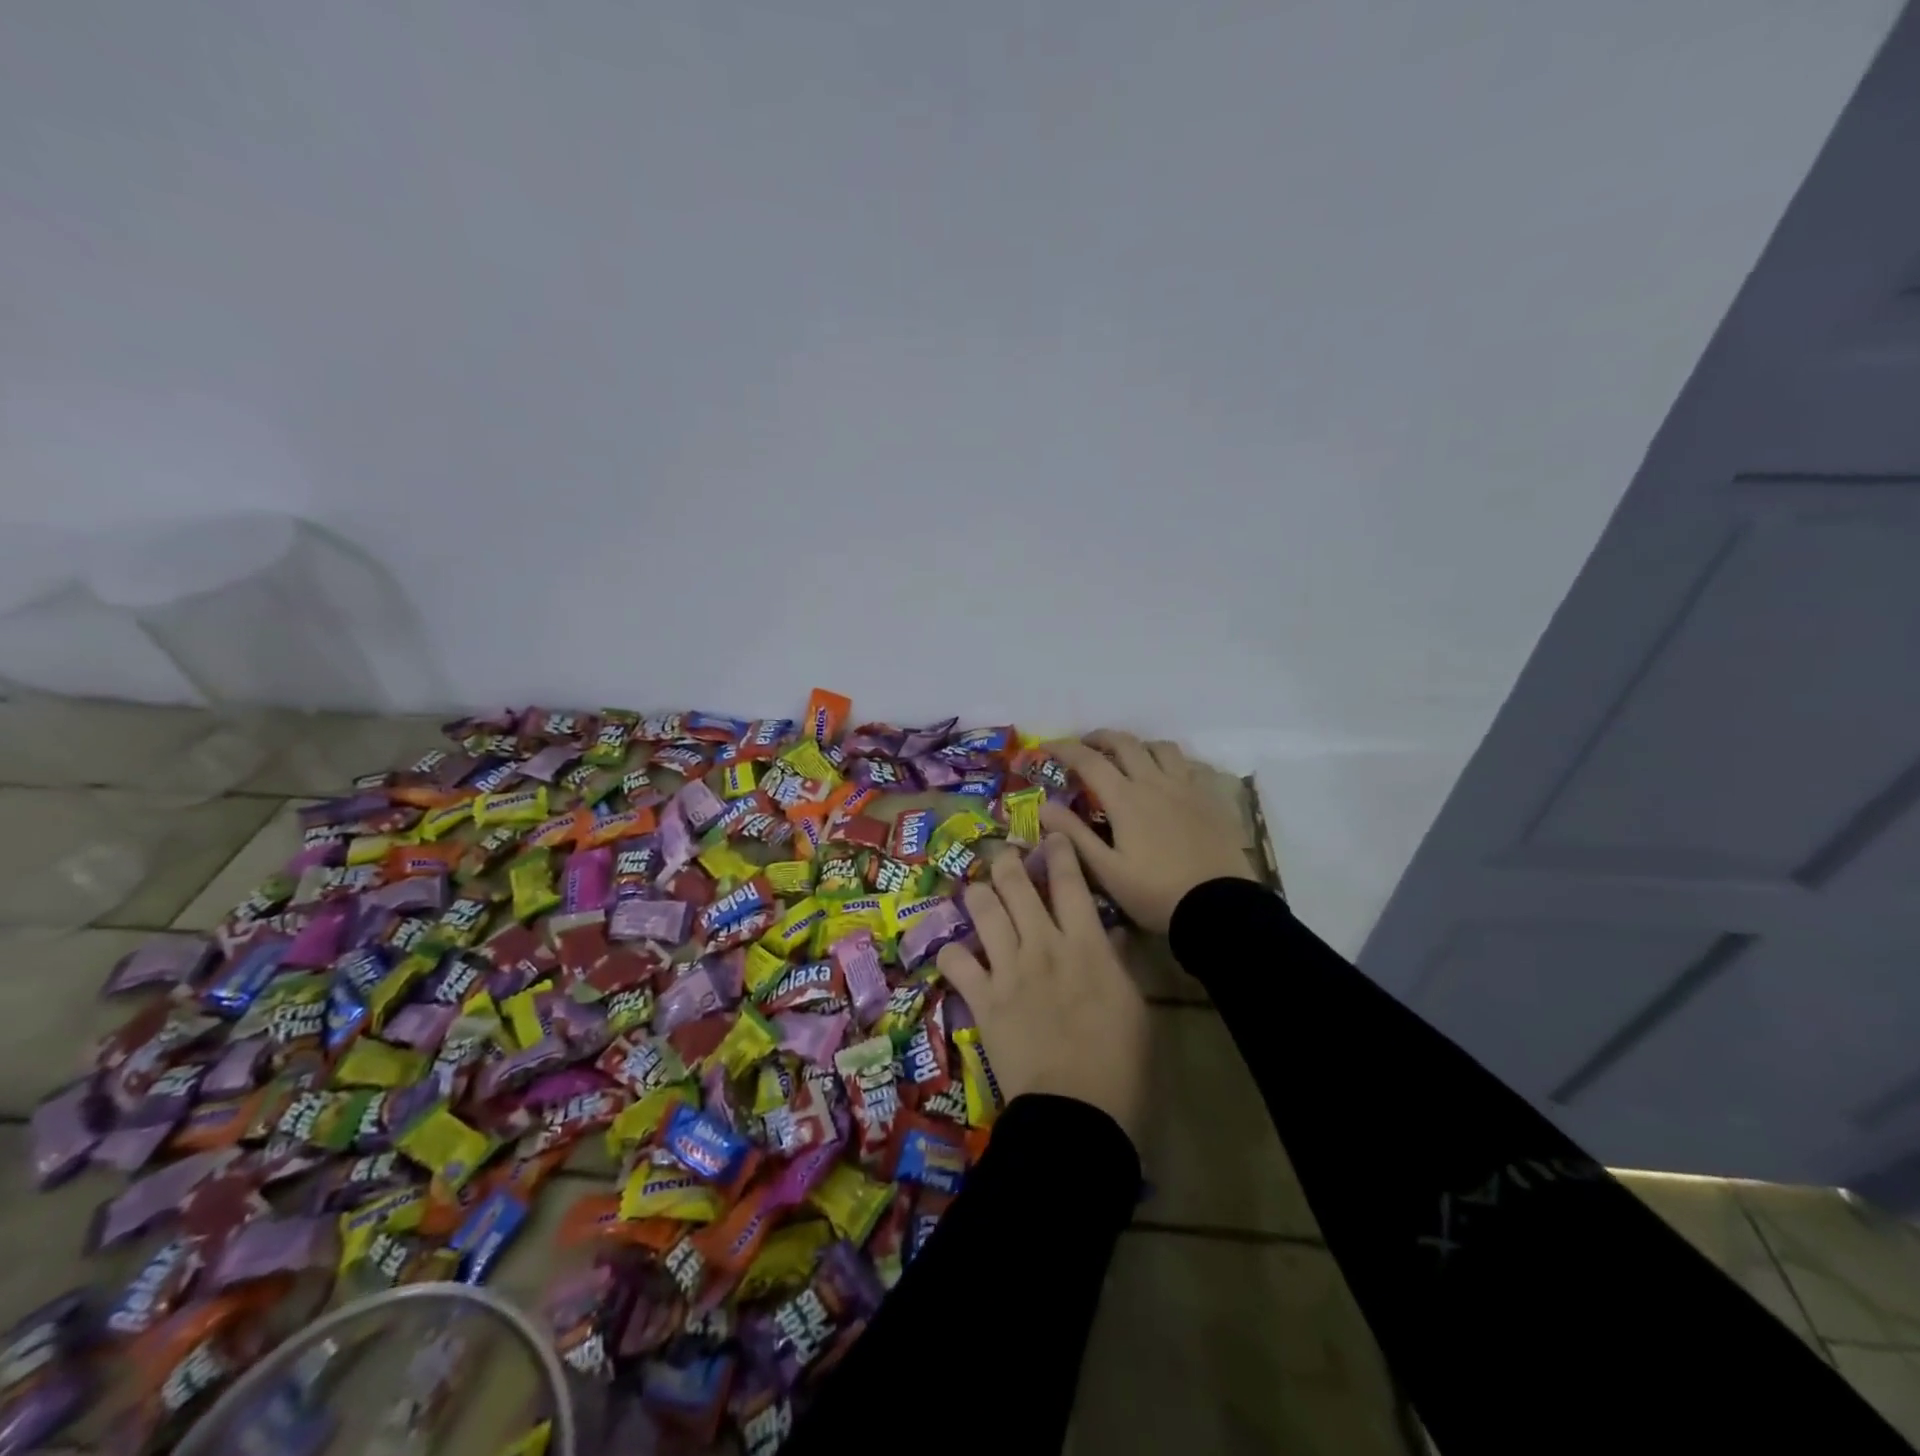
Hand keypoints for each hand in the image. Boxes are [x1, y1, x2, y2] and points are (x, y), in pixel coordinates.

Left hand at [936, 835, 1148, 1141]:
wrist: (1078, 1111)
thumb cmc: (1121, 1063)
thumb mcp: (1134, 1007)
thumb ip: (1118, 962)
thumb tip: (1112, 932)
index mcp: (1086, 944)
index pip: (1070, 882)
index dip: (1059, 850)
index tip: (1050, 834)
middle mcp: (1043, 944)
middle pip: (1016, 885)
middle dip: (1006, 862)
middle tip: (1003, 855)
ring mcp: (1008, 968)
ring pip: (983, 910)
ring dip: (978, 894)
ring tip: (976, 889)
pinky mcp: (983, 998)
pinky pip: (956, 962)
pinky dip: (952, 953)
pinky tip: (954, 951)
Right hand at [1040, 730, 1257, 933]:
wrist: (1220, 907)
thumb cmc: (1156, 893)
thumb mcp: (1107, 871)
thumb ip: (1074, 835)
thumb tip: (1044, 807)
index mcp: (1126, 799)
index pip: (1089, 761)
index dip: (1064, 748)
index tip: (1047, 746)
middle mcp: (1156, 782)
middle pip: (1125, 743)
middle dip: (1100, 738)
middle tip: (1086, 746)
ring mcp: (1188, 787)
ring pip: (1162, 748)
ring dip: (1140, 746)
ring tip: (1130, 758)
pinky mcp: (1213, 798)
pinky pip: (1192, 766)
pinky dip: (1175, 763)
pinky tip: (1172, 778)